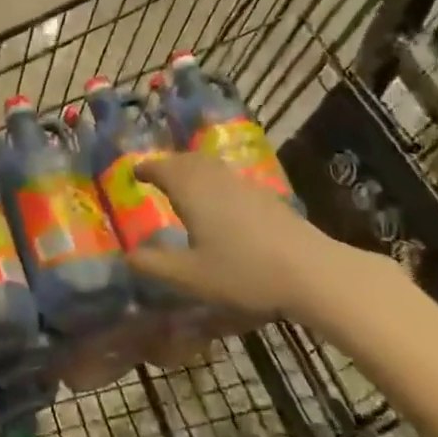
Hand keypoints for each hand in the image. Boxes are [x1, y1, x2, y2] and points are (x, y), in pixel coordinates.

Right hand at [131, 154, 399, 330]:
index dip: (145, 169)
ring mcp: (242, 183)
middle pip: (185, 160)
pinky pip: (227, 177)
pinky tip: (218, 203)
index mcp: (190, 189)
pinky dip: (212, 180)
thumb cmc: (243, 271)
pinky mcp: (264, 195)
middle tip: (155, 176)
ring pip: (209, 165)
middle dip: (167, 165)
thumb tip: (126, 256)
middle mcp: (214, 177)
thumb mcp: (190, 276)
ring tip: (184, 186)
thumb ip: (154, 265)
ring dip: (191, 169)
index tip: (133, 173)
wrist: (311, 271)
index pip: (161, 168)